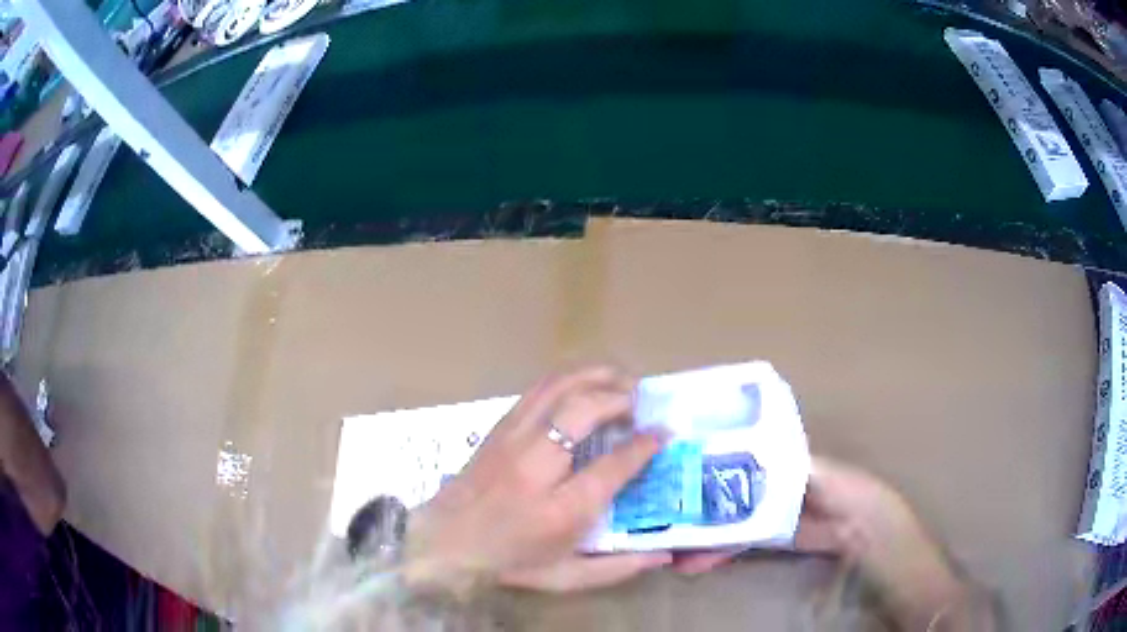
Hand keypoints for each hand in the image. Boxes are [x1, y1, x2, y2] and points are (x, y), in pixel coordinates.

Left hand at [403, 366, 672, 594]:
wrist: (442, 543)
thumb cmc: (506, 563)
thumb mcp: (565, 578)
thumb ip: (617, 568)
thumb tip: (663, 555)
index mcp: (559, 511)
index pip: (613, 466)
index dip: (645, 445)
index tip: (664, 433)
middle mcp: (535, 467)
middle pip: (585, 411)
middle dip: (622, 399)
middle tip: (642, 403)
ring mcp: (512, 441)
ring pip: (558, 389)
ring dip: (595, 377)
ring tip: (621, 380)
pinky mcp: (498, 429)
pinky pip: (536, 391)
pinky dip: (568, 380)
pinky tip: (584, 385)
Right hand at [675, 458, 974, 629]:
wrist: (886, 549)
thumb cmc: (869, 506)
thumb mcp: (841, 484)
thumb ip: (807, 471)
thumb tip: (764, 454)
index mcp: (802, 465)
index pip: (752, 458)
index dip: (722, 463)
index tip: (688, 470)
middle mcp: (789, 486)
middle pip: (740, 493)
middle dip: (707, 506)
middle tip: (671, 520)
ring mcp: (786, 516)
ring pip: (741, 521)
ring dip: (712, 534)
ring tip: (679, 551)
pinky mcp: (788, 540)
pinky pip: (751, 542)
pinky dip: (727, 550)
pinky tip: (704, 559)